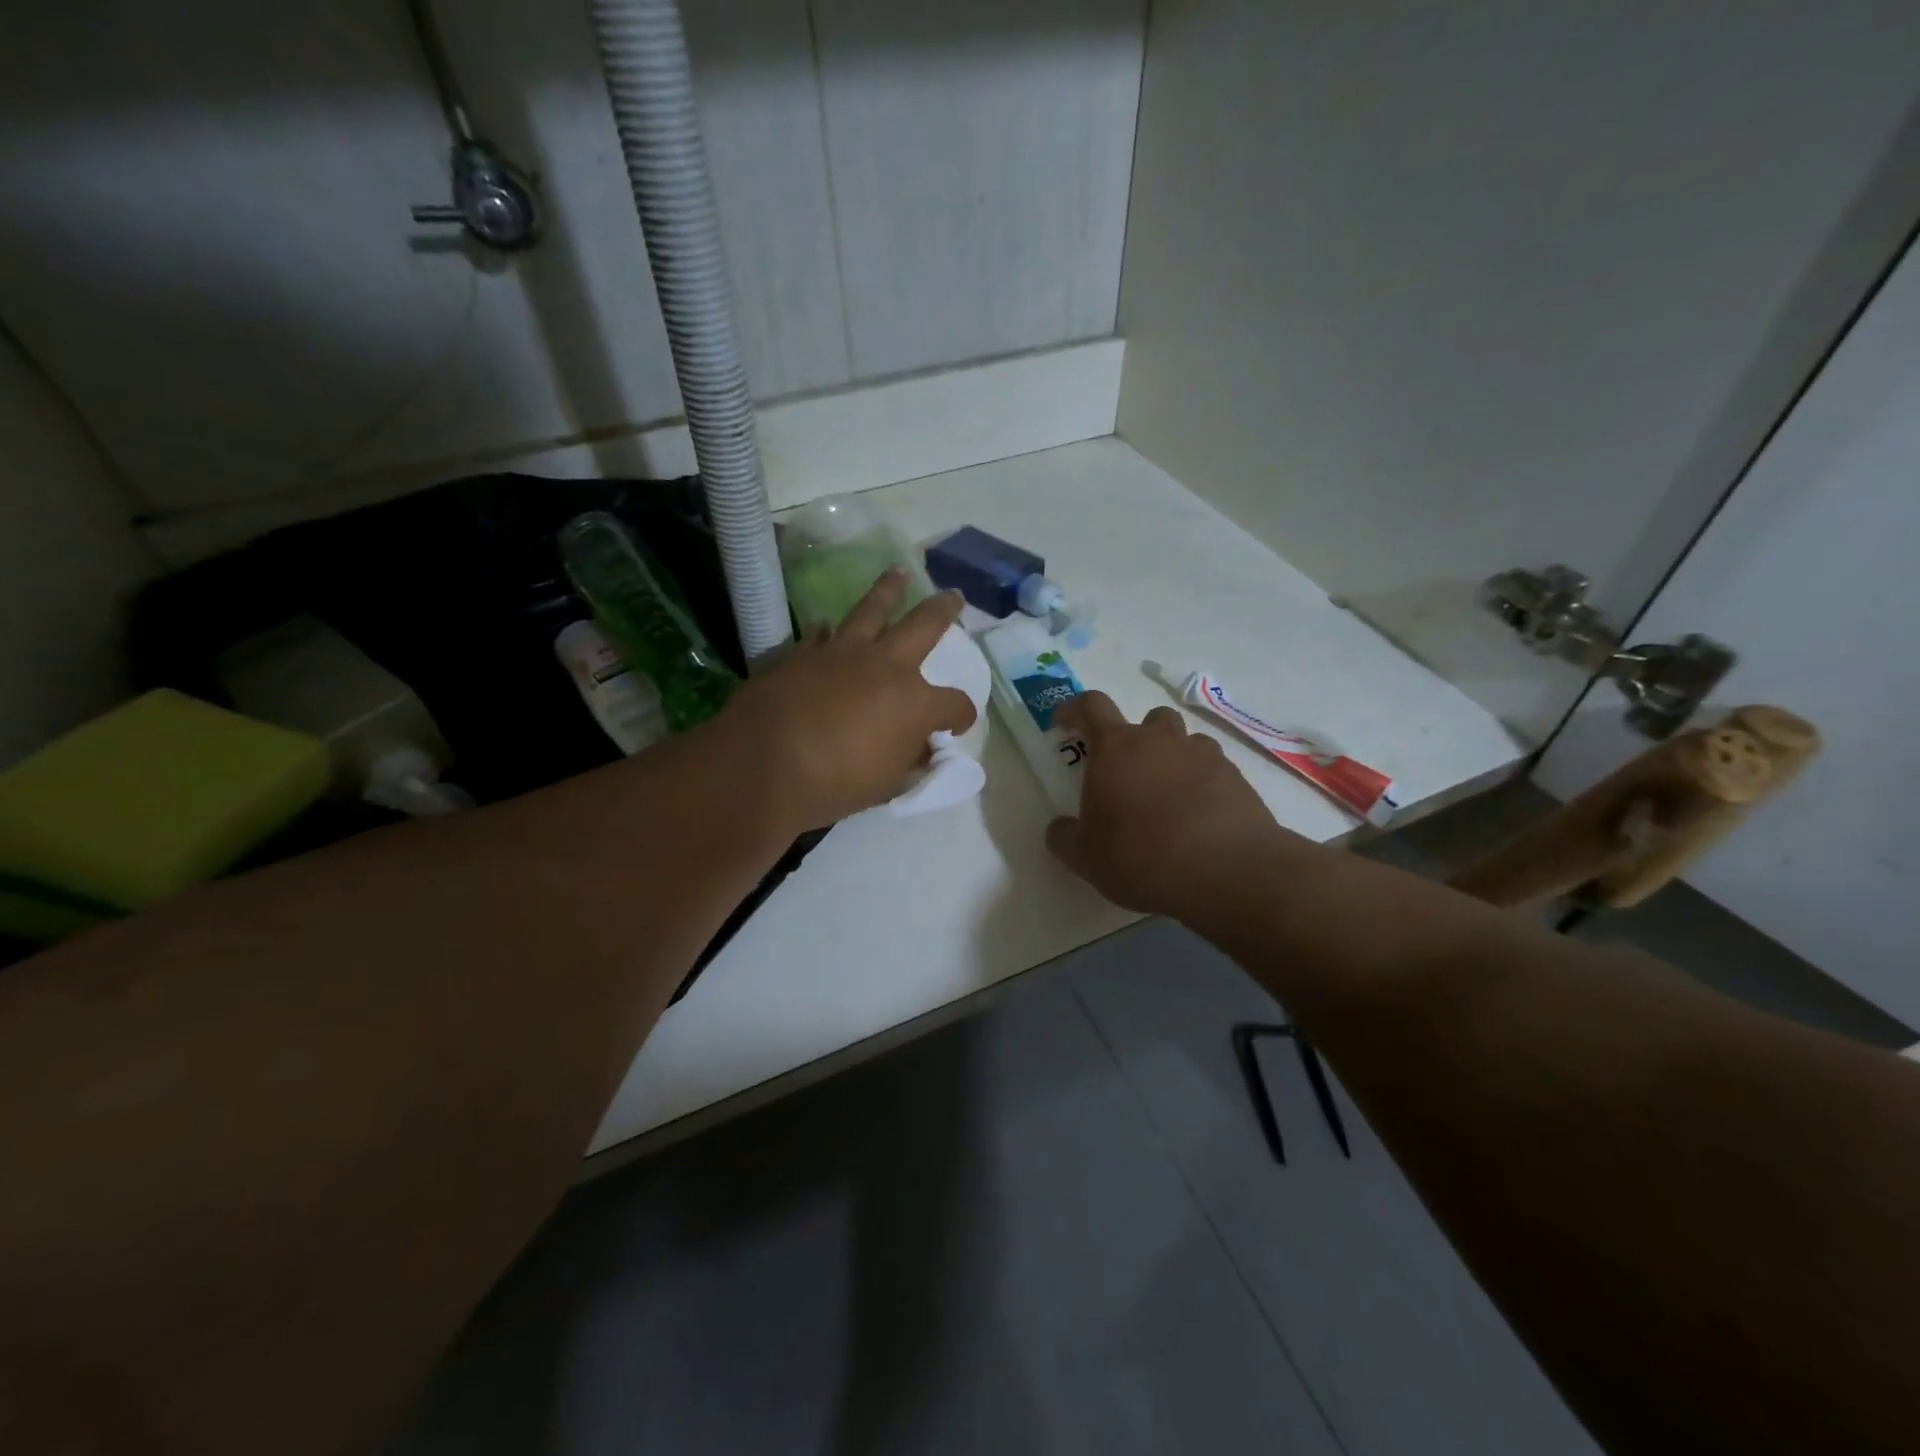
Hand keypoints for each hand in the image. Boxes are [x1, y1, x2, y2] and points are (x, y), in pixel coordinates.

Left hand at [710, 568, 977, 831]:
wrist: (764, 765)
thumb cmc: (835, 783)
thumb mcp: (886, 783)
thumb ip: (908, 759)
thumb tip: (920, 748)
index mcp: (915, 703)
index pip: (955, 705)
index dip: (962, 716)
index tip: (956, 725)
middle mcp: (886, 666)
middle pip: (925, 626)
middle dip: (944, 610)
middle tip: (954, 595)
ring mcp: (842, 653)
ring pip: (872, 609)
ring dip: (889, 590)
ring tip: (899, 573)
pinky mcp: (803, 653)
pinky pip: (821, 634)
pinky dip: (828, 631)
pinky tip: (828, 626)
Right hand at [1046, 692, 1302, 923]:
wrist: (1225, 871)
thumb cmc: (1140, 856)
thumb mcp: (1085, 857)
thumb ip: (1064, 837)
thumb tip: (1060, 828)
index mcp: (1116, 747)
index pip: (1091, 706)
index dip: (1075, 709)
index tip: (1066, 724)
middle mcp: (1160, 740)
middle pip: (1148, 718)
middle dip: (1137, 738)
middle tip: (1129, 773)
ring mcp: (1203, 755)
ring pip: (1186, 742)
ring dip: (1174, 759)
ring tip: (1169, 797)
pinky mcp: (1236, 778)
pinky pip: (1213, 769)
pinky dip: (1203, 784)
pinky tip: (1200, 817)